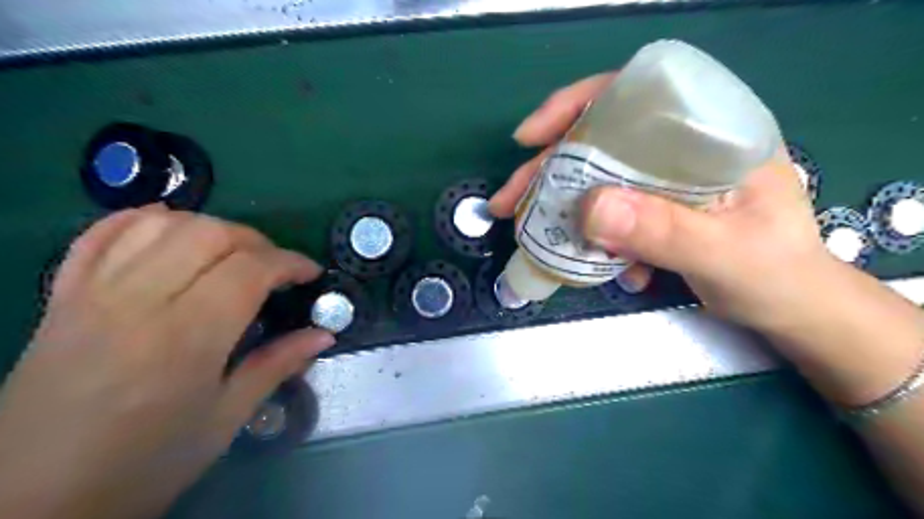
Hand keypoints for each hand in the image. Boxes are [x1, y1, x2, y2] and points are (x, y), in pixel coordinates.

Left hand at [0, 204, 336, 518]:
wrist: (29, 502)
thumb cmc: (145, 464)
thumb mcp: (225, 420)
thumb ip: (277, 365)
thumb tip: (324, 334)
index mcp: (187, 338)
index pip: (250, 269)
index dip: (291, 262)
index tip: (311, 274)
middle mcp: (139, 302)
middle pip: (209, 234)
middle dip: (257, 241)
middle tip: (275, 268)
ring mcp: (93, 294)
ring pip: (160, 224)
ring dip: (210, 228)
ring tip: (232, 253)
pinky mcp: (62, 296)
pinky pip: (101, 235)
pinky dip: (143, 220)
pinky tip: (171, 231)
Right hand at [495, 73, 833, 332]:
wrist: (793, 309)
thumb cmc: (777, 275)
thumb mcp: (725, 254)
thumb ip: (665, 231)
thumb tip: (588, 209)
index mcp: (711, 133)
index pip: (635, 93)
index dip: (576, 105)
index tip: (530, 137)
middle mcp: (682, 148)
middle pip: (600, 141)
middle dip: (549, 170)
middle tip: (509, 201)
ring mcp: (665, 181)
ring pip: (597, 179)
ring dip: (563, 209)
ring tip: (533, 234)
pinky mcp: (655, 210)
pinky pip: (609, 213)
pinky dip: (594, 238)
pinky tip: (603, 266)